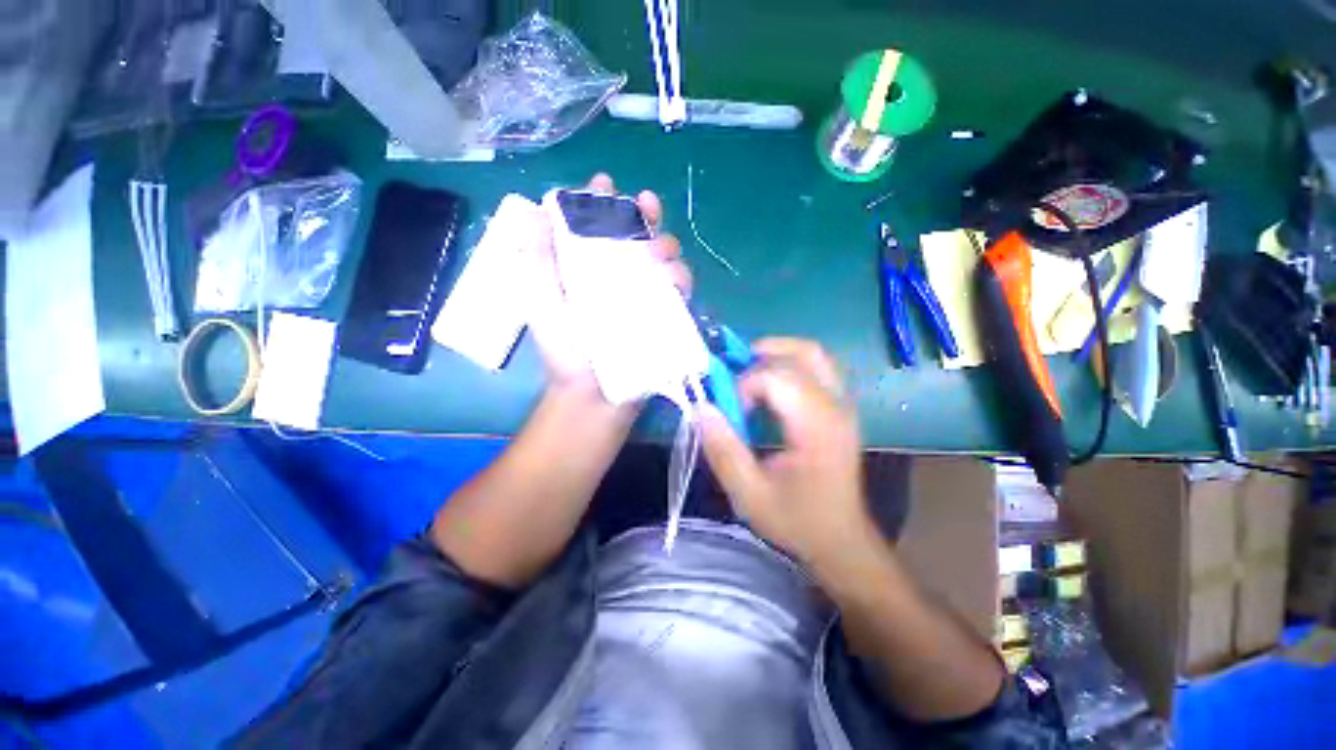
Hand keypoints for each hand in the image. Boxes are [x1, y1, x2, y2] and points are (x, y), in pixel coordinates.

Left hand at [524, 173, 691, 397]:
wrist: (593, 398)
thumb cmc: (565, 353)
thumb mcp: (541, 303)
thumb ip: (537, 260)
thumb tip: (534, 210)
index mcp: (586, 270)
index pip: (596, 227)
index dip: (601, 201)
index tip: (606, 184)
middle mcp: (616, 278)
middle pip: (635, 237)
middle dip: (643, 215)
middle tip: (646, 207)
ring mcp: (642, 297)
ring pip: (662, 259)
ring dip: (665, 246)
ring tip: (659, 252)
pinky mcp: (663, 317)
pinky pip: (678, 291)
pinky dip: (680, 279)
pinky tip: (675, 279)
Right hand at [700, 339, 871, 566]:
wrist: (842, 540)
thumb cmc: (796, 521)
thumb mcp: (749, 495)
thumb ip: (723, 450)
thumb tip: (701, 407)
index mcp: (817, 428)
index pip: (778, 378)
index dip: (745, 385)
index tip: (731, 412)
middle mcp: (836, 407)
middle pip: (798, 356)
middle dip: (757, 362)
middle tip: (732, 382)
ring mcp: (843, 404)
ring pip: (812, 353)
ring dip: (776, 353)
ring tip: (747, 369)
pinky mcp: (840, 407)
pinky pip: (817, 367)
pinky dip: (789, 363)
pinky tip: (769, 383)